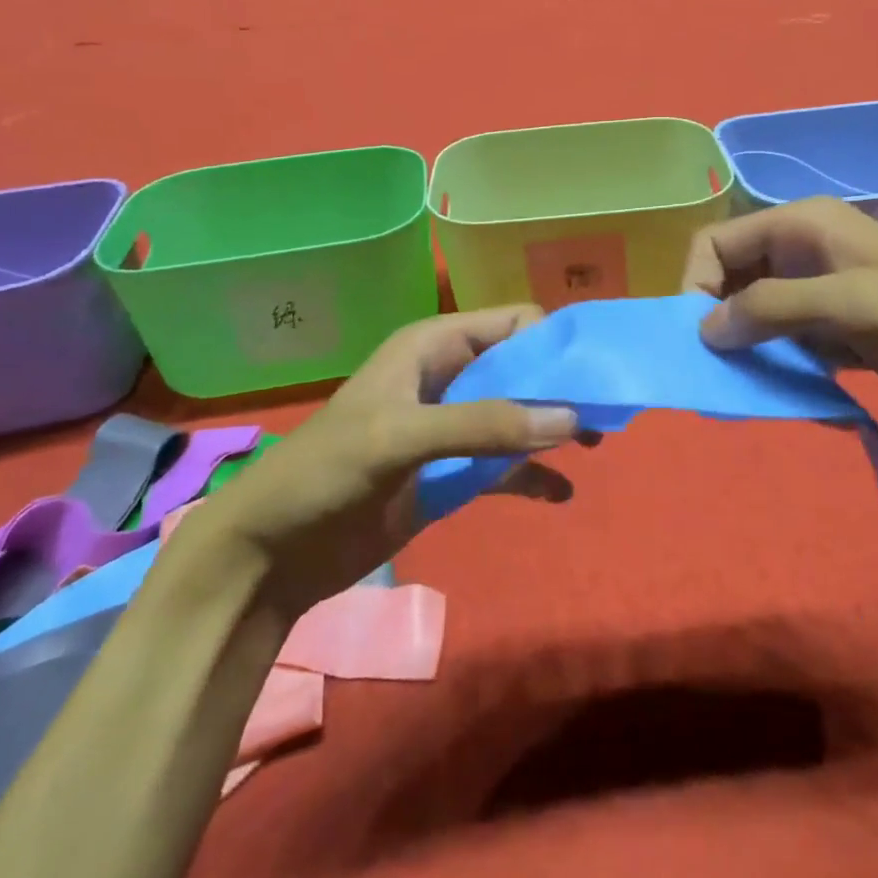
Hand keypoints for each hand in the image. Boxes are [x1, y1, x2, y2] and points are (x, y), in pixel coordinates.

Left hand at [180, 307, 584, 617]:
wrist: (271, 553)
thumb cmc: (326, 474)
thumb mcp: (401, 437)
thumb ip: (483, 425)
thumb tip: (570, 419)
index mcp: (432, 347)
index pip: (512, 324)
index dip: (555, 342)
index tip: (597, 373)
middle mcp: (447, 378)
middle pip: (523, 369)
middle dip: (563, 388)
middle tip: (606, 415)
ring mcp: (450, 428)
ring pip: (519, 415)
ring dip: (554, 428)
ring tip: (594, 448)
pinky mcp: (448, 474)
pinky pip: (504, 465)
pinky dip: (533, 475)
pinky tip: (561, 493)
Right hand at [680, 196, 877, 418]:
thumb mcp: (851, 304)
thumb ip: (772, 307)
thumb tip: (704, 329)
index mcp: (801, 225)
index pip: (716, 242)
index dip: (696, 284)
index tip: (702, 336)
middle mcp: (800, 251)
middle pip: (729, 278)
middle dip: (718, 319)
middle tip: (721, 368)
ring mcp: (816, 290)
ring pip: (752, 312)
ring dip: (744, 346)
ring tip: (753, 384)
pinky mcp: (831, 327)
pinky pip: (780, 339)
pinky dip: (773, 363)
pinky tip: (789, 389)